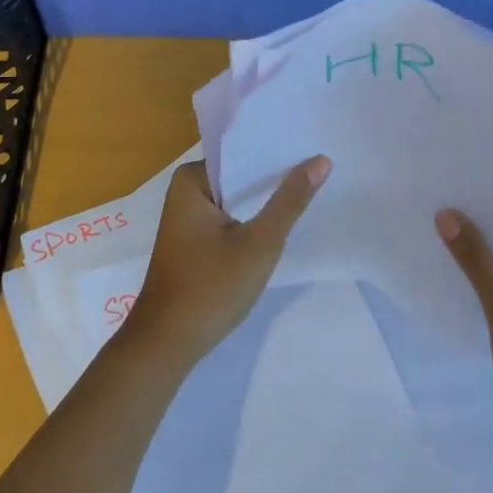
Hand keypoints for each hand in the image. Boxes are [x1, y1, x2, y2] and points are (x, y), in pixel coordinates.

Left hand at [122, 156, 331, 368]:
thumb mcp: (259, 243)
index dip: (278, 152)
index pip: (242, 153)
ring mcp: (189, 218)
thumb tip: (321, 160)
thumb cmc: (211, 288)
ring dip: (265, 201)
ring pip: (237, 200)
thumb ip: (290, 201)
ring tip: (312, 191)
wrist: (169, 342)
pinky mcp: (196, 241)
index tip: (314, 149)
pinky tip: (282, 223)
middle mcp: (186, 191)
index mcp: (191, 180)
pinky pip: (230, 218)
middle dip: (275, 177)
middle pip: (240, 176)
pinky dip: (253, 221)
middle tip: (323, 169)